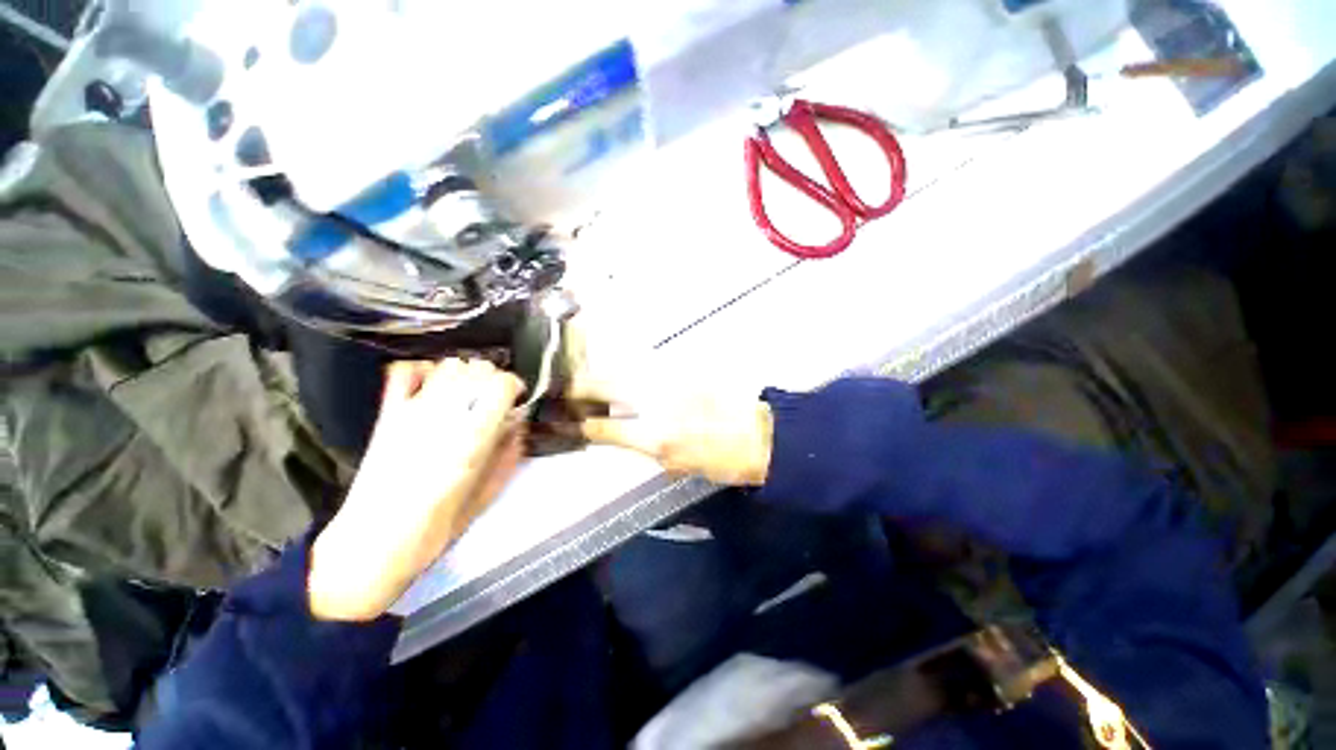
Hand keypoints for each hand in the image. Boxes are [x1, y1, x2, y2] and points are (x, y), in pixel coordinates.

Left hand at [309, 359, 524, 621]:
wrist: (375, 542)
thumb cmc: (437, 525)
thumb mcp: (488, 493)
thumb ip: (509, 453)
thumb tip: (518, 424)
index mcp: (474, 437)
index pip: (502, 383)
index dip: (515, 384)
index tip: (516, 397)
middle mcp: (446, 416)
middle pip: (478, 369)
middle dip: (493, 379)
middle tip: (493, 398)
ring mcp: (413, 412)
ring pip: (449, 365)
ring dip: (465, 374)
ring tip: (466, 393)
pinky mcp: (388, 415)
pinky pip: (404, 373)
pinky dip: (423, 370)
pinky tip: (433, 384)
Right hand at [565, 318, 772, 485]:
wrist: (764, 433)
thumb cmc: (725, 460)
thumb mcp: (681, 466)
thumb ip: (650, 448)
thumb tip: (631, 435)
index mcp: (656, 438)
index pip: (605, 428)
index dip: (583, 424)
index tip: (569, 420)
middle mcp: (657, 405)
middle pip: (608, 386)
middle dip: (582, 385)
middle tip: (566, 386)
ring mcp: (672, 381)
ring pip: (627, 369)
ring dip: (604, 372)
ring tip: (590, 376)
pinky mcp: (686, 369)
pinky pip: (651, 365)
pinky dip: (634, 368)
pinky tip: (628, 371)